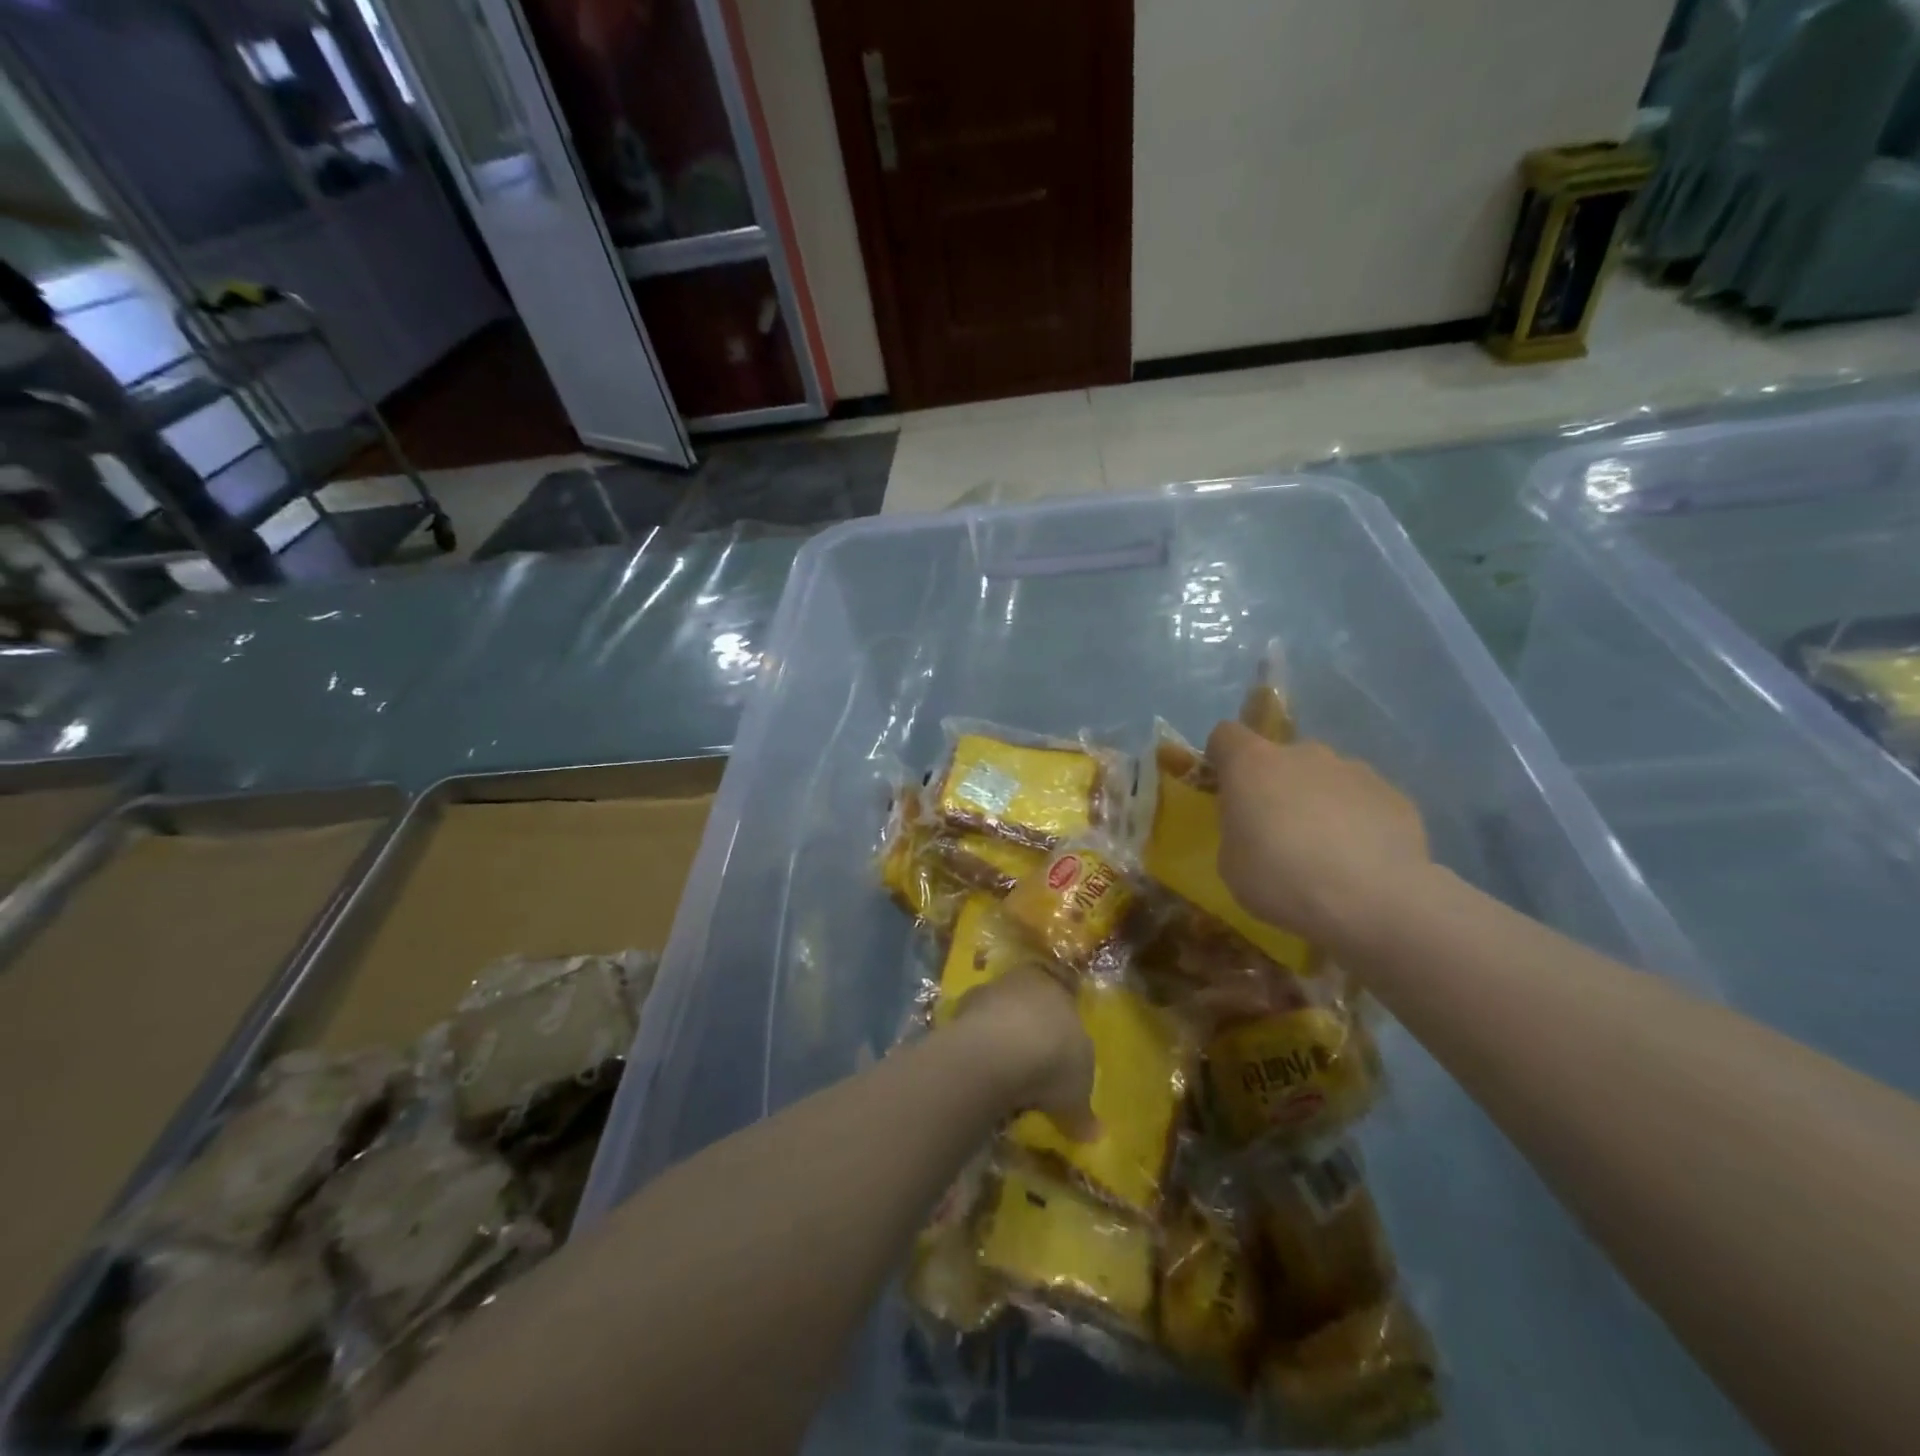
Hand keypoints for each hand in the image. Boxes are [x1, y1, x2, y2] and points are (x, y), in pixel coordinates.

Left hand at [950, 965, 1097, 1141]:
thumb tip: (1093, 1133)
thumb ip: (1083, 1110)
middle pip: (1028, 1007)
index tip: (1060, 1061)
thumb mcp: (1078, 1093)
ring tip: (1006, 1082)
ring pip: (997, 1017)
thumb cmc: (1053, 1059)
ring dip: (1000, 1044)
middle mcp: (1022, 981)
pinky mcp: (958, 1010)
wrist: (998, 1051)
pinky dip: (978, 1054)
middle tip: (1034, 1073)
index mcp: (1057, 987)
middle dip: (1030, 1035)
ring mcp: (987, 992)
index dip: (1062, 1032)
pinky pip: (974, 1035)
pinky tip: (982, 1080)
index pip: (1063, 1002)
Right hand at [1207, 720, 1430, 950]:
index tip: (1225, 787)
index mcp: (1253, 764)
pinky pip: (1363, 801)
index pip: (1227, 735)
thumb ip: (1238, 830)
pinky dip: (1358, 821)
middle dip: (1277, 785)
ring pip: (1326, 778)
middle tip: (1278, 830)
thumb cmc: (1281, 879)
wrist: (1373, 900)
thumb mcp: (1231, 863)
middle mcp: (1303, 754)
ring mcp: (1354, 770)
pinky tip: (1362, 861)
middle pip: (1281, 758)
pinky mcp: (1394, 795)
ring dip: (1319, 802)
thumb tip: (1254, 826)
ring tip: (1327, 851)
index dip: (1222, 757)